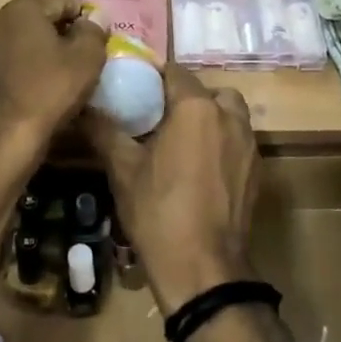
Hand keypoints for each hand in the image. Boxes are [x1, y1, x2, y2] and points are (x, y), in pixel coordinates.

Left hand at [0, 0, 107, 156]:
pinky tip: (51, 95)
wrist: (8, 137)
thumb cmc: (51, 87)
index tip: (101, 44)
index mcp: (22, 10)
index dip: (88, 22)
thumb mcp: (87, 55)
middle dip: (69, 39)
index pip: (66, 3)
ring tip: (73, 81)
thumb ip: (94, 30)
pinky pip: (22, 69)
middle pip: (47, 25)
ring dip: (54, 58)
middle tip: (91, 62)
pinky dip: (38, 76)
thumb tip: (95, 19)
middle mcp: (0, 25)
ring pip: (34, 48)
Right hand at [86, 64, 257, 314]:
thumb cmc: (158, 212)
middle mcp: (229, 117)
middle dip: (185, 99)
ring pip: (229, 114)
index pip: (174, 72)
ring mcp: (249, 144)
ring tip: (180, 143)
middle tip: (158, 118)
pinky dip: (221, 144)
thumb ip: (104, 130)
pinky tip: (199, 170)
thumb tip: (83, 106)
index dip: (153, 77)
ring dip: (208, 119)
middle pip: (207, 91)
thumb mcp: (123, 170)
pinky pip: (238, 141)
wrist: (203, 269)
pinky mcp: (257, 171)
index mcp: (196, 108)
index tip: (134, 90)